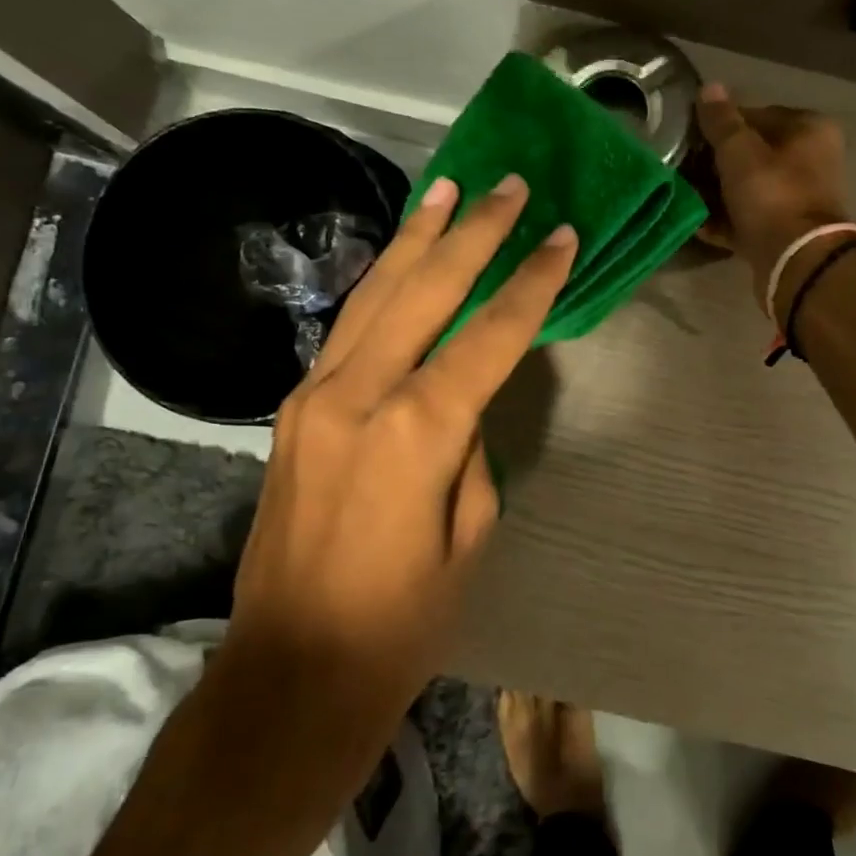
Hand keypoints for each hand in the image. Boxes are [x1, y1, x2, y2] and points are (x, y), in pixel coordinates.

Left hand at [225, 174, 576, 695]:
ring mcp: (314, 397)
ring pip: (375, 296)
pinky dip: (381, 285)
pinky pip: (347, 329)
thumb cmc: (403, 621)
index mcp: (416, 432)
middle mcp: (358, 395)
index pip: (488, 336)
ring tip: (447, 190)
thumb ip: (470, 451)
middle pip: (425, 292)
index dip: (531, 284)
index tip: (563, 237)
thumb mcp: (469, 537)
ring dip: (417, 240)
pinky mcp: (293, 411)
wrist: (292, 669)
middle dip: (473, 234)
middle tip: (508, 186)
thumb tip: (463, 405)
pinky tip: (400, 260)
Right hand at [694, 84, 851, 315]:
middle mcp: (810, 162)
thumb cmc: (771, 194)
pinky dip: (723, 220)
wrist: (796, 261)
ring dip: (716, 193)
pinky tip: (695, 222)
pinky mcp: (783, 233)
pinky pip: (746, 219)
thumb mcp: (739, 151)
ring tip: (683, 194)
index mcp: (808, 131)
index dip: (721, 126)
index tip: (689, 138)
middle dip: (715, 163)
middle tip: (681, 168)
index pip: (757, 115)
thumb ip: (721, 121)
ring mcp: (797, 200)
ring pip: (747, 189)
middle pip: (752, 155)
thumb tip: (708, 88)